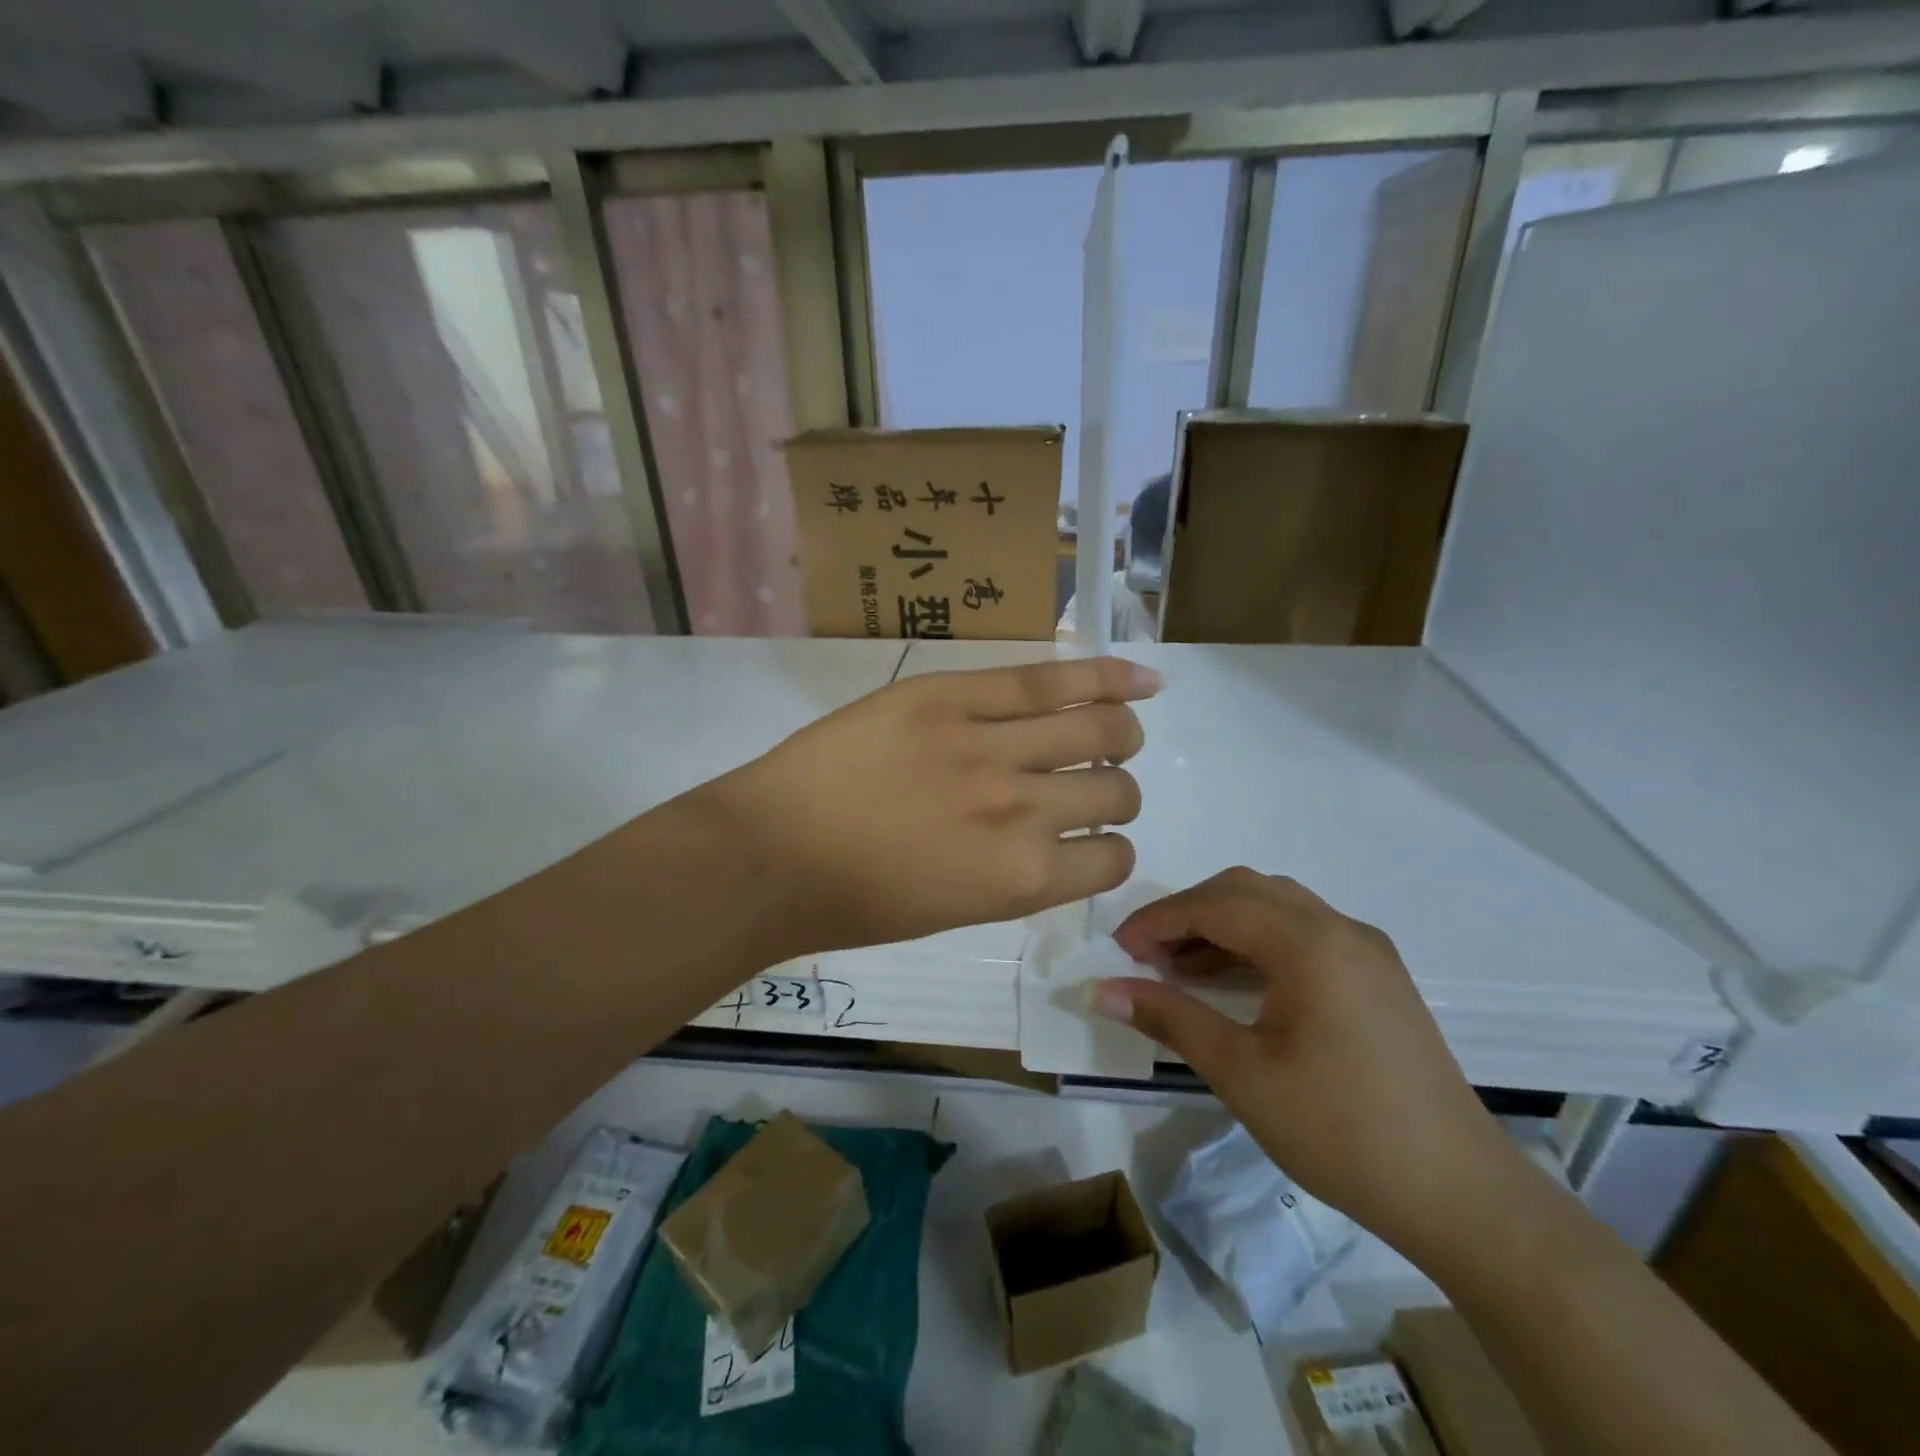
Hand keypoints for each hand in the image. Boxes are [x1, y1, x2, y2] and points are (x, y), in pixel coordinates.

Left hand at [694, 656, 1160, 960]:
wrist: (770, 855)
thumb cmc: (855, 901)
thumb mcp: (954, 909)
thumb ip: (1018, 874)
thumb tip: (1060, 838)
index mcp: (1022, 880)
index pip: (1112, 858)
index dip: (1106, 847)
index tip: (1085, 836)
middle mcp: (1021, 812)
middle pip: (1116, 789)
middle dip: (1115, 789)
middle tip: (1091, 779)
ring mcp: (987, 745)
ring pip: (1100, 728)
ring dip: (1117, 734)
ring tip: (1105, 729)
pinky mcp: (951, 695)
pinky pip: (1046, 678)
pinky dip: (1106, 676)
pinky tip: (1139, 676)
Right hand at [1093, 869, 1518, 1258]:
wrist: (1460, 1195)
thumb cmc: (1340, 1131)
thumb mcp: (1241, 1073)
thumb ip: (1169, 1018)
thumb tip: (1101, 990)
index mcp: (1310, 944)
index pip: (1216, 905)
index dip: (1159, 919)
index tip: (1118, 949)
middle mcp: (1341, 929)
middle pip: (1246, 891)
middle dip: (1188, 913)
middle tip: (1146, 954)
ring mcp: (1366, 951)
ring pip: (1276, 908)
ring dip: (1222, 926)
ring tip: (1178, 968)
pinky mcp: (1378, 977)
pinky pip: (1303, 934)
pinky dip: (1257, 944)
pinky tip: (1233, 983)